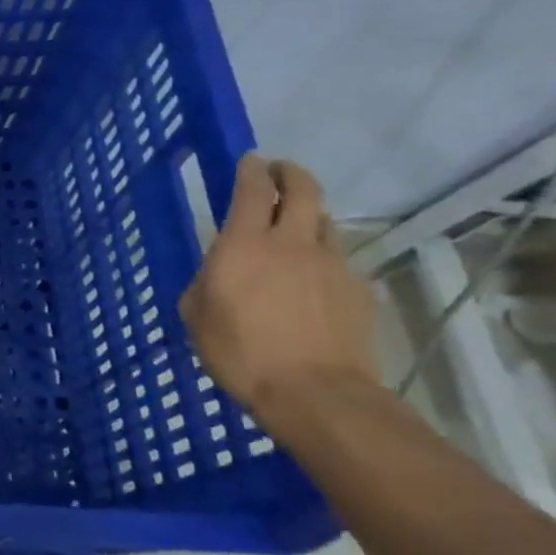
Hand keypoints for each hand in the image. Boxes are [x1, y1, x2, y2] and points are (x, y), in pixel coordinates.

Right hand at [179, 155, 379, 417]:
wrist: (315, 393)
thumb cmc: (239, 351)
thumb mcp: (196, 313)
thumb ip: (207, 280)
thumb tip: (220, 271)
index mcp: (244, 245)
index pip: (252, 190)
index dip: (251, 170)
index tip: (249, 160)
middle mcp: (291, 243)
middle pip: (303, 191)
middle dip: (290, 174)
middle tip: (278, 173)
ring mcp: (332, 265)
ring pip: (325, 223)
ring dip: (309, 215)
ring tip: (295, 225)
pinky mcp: (359, 291)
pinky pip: (339, 261)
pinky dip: (324, 258)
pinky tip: (313, 279)